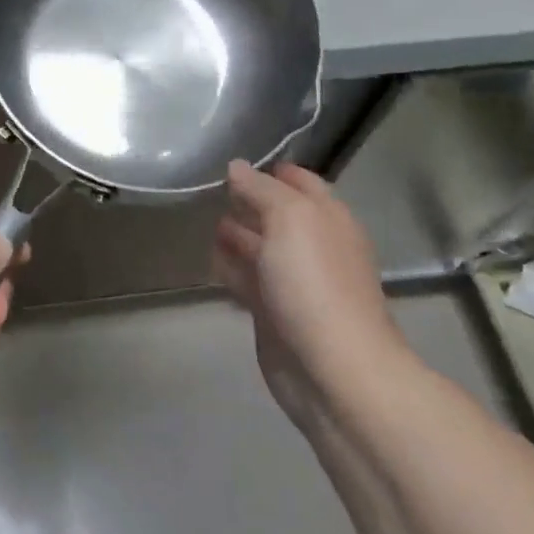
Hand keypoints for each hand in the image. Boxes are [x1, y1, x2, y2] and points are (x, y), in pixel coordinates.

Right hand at [215, 161, 407, 438]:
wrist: (331, 369)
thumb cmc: (314, 282)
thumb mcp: (289, 218)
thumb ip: (260, 189)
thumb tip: (236, 166)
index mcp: (327, 218)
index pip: (300, 182)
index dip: (271, 171)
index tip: (234, 164)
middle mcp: (313, 245)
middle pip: (277, 214)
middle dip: (247, 201)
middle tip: (209, 190)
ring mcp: (293, 282)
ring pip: (259, 248)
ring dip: (235, 234)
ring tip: (203, 220)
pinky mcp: (272, 312)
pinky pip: (247, 280)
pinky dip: (229, 268)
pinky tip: (209, 258)